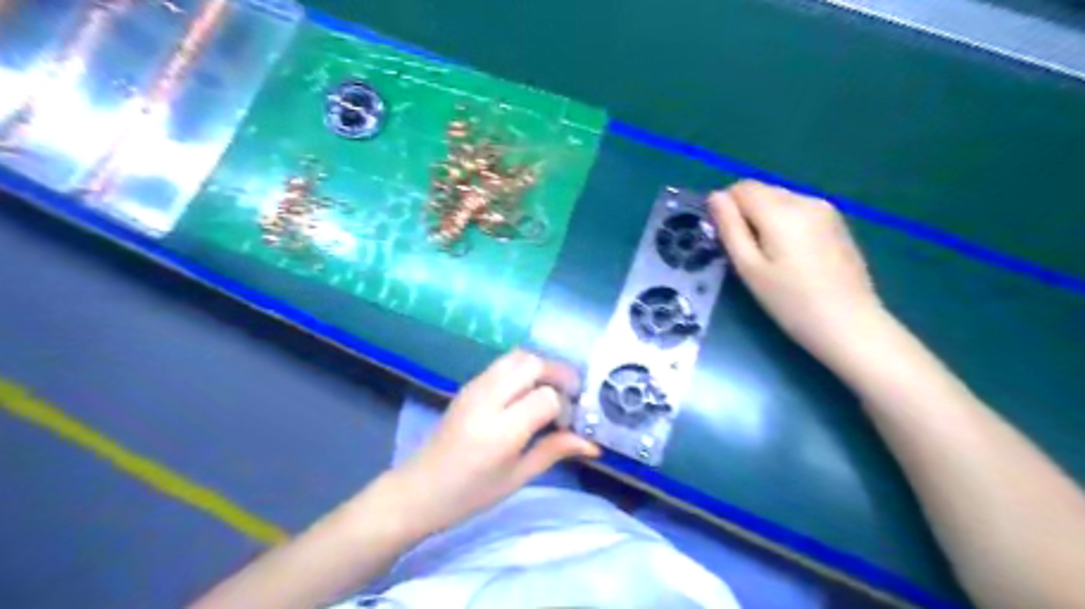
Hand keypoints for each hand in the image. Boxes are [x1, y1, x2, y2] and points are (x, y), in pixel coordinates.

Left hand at [388, 350, 595, 535]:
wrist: (419, 488)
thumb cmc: (470, 493)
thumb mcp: (518, 477)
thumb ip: (555, 451)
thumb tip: (593, 444)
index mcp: (501, 430)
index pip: (546, 396)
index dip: (564, 406)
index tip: (566, 423)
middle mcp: (487, 399)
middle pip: (533, 364)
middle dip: (558, 374)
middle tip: (568, 397)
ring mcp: (475, 387)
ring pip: (518, 356)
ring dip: (541, 367)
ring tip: (549, 391)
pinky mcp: (469, 384)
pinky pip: (503, 363)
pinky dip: (523, 368)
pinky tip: (526, 392)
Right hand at [710, 182, 883, 364]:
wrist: (850, 324)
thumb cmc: (790, 302)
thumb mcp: (749, 268)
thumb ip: (730, 227)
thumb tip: (715, 196)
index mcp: (780, 210)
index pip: (741, 188)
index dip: (726, 208)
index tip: (726, 238)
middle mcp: (804, 199)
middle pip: (762, 190)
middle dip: (746, 212)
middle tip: (746, 252)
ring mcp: (825, 209)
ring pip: (780, 198)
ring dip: (765, 217)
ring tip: (769, 256)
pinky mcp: (837, 222)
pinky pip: (799, 209)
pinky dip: (785, 222)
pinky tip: (792, 255)